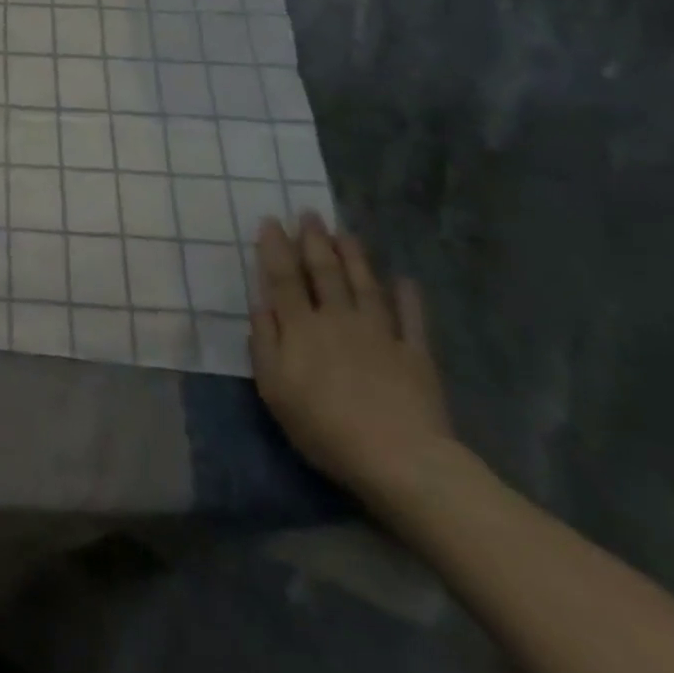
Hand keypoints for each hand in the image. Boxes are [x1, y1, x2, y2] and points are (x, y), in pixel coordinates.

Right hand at [250, 212, 453, 502]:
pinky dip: (408, 298)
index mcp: (301, 328)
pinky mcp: (414, 354)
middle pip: (324, 272)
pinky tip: (405, 280)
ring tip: (345, 232)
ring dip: (354, 256)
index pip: (283, 278)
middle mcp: (337, 319)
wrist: (400, 459)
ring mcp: (379, 334)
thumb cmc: (325, 427)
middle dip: (315, 240)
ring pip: (364, 285)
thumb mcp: (275, 389)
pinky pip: (411, 319)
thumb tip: (259, 304)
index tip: (271, 220)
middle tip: (310, 213)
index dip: (276, 248)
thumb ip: (265, 342)